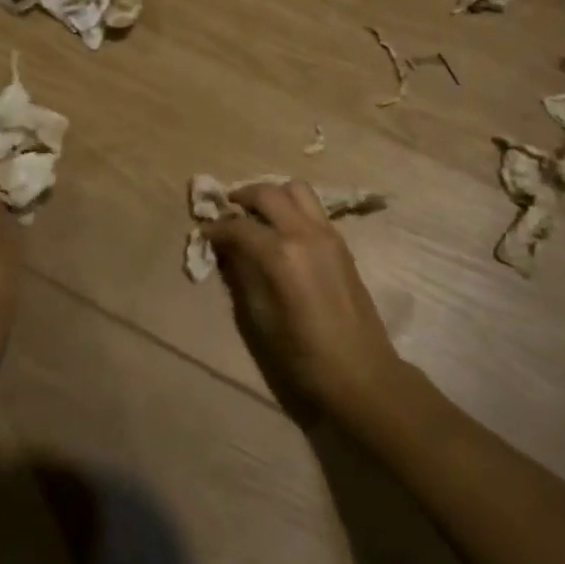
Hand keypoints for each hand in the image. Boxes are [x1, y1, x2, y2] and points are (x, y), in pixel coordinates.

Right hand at [207, 181, 405, 420]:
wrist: (361, 373)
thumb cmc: (303, 355)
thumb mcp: (260, 318)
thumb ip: (241, 275)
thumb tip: (227, 250)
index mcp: (281, 254)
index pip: (239, 226)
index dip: (216, 228)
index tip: (204, 233)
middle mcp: (304, 233)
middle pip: (268, 193)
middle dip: (243, 197)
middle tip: (228, 212)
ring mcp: (328, 234)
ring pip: (296, 190)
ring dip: (273, 195)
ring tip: (257, 214)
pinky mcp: (341, 243)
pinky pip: (312, 208)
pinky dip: (292, 207)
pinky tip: (282, 230)